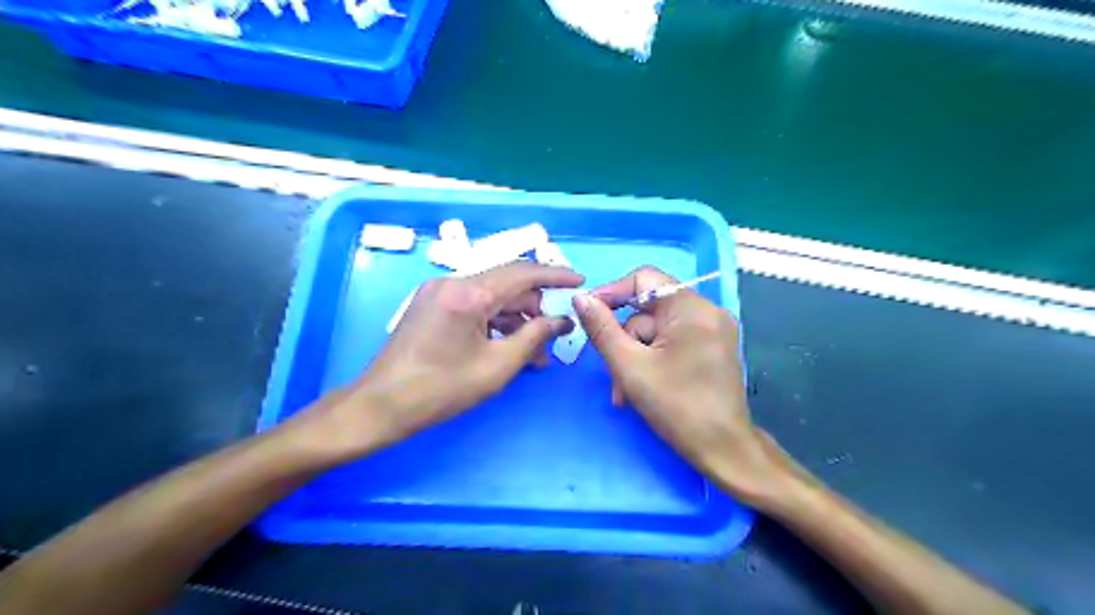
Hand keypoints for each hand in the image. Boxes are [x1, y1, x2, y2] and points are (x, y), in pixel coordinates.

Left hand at [299, 260, 584, 461]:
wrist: (381, 405)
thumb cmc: (441, 389)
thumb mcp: (497, 366)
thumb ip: (534, 337)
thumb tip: (562, 321)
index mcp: (469, 293)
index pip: (523, 273)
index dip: (555, 275)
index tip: (580, 280)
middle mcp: (452, 281)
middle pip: (508, 283)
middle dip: (535, 307)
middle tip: (553, 337)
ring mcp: (438, 291)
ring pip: (491, 295)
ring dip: (515, 318)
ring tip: (532, 352)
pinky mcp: (431, 304)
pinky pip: (474, 303)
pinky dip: (494, 320)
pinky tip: (506, 345)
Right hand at [574, 267, 797, 507]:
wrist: (724, 450)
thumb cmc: (677, 407)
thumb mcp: (630, 366)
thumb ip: (602, 329)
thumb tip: (581, 299)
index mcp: (692, 308)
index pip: (644, 279)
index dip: (612, 293)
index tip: (588, 315)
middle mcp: (707, 311)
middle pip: (649, 309)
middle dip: (624, 340)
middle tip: (610, 369)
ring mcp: (712, 330)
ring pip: (657, 331)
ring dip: (635, 357)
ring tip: (623, 393)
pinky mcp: (712, 348)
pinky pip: (672, 342)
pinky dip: (653, 360)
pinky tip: (641, 387)